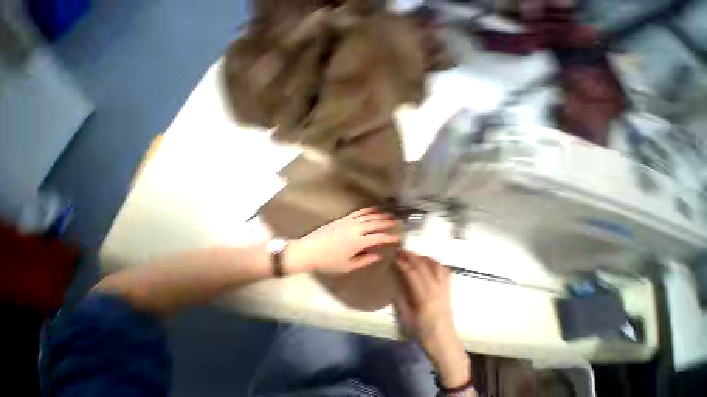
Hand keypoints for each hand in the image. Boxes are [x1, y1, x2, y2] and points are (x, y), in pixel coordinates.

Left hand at [285, 207, 399, 274]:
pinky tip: (374, 208)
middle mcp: (355, 229)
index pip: (378, 237)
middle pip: (376, 223)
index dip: (389, 237)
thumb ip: (365, 260)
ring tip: (389, 215)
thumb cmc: (328, 262)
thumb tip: (379, 255)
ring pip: (369, 216)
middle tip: (397, 223)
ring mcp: (349, 221)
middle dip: (388, 223)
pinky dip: (368, 210)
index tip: (397, 237)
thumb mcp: (348, 266)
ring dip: (380, 214)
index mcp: (358, 242)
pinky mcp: (343, 218)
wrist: (309, 250)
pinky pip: (358, 212)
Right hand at [395, 251, 470, 388]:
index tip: (394, 257)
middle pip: (423, 266)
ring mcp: (444, 289)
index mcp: (424, 298)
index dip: (403, 263)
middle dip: (411, 256)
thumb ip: (400, 298)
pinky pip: (444, 271)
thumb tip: (395, 282)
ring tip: (414, 255)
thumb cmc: (424, 334)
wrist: (445, 345)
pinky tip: (429, 263)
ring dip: (423, 257)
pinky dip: (436, 263)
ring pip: (435, 265)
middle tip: (401, 250)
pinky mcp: (449, 290)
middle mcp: (436, 289)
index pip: (412, 273)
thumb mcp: (407, 318)